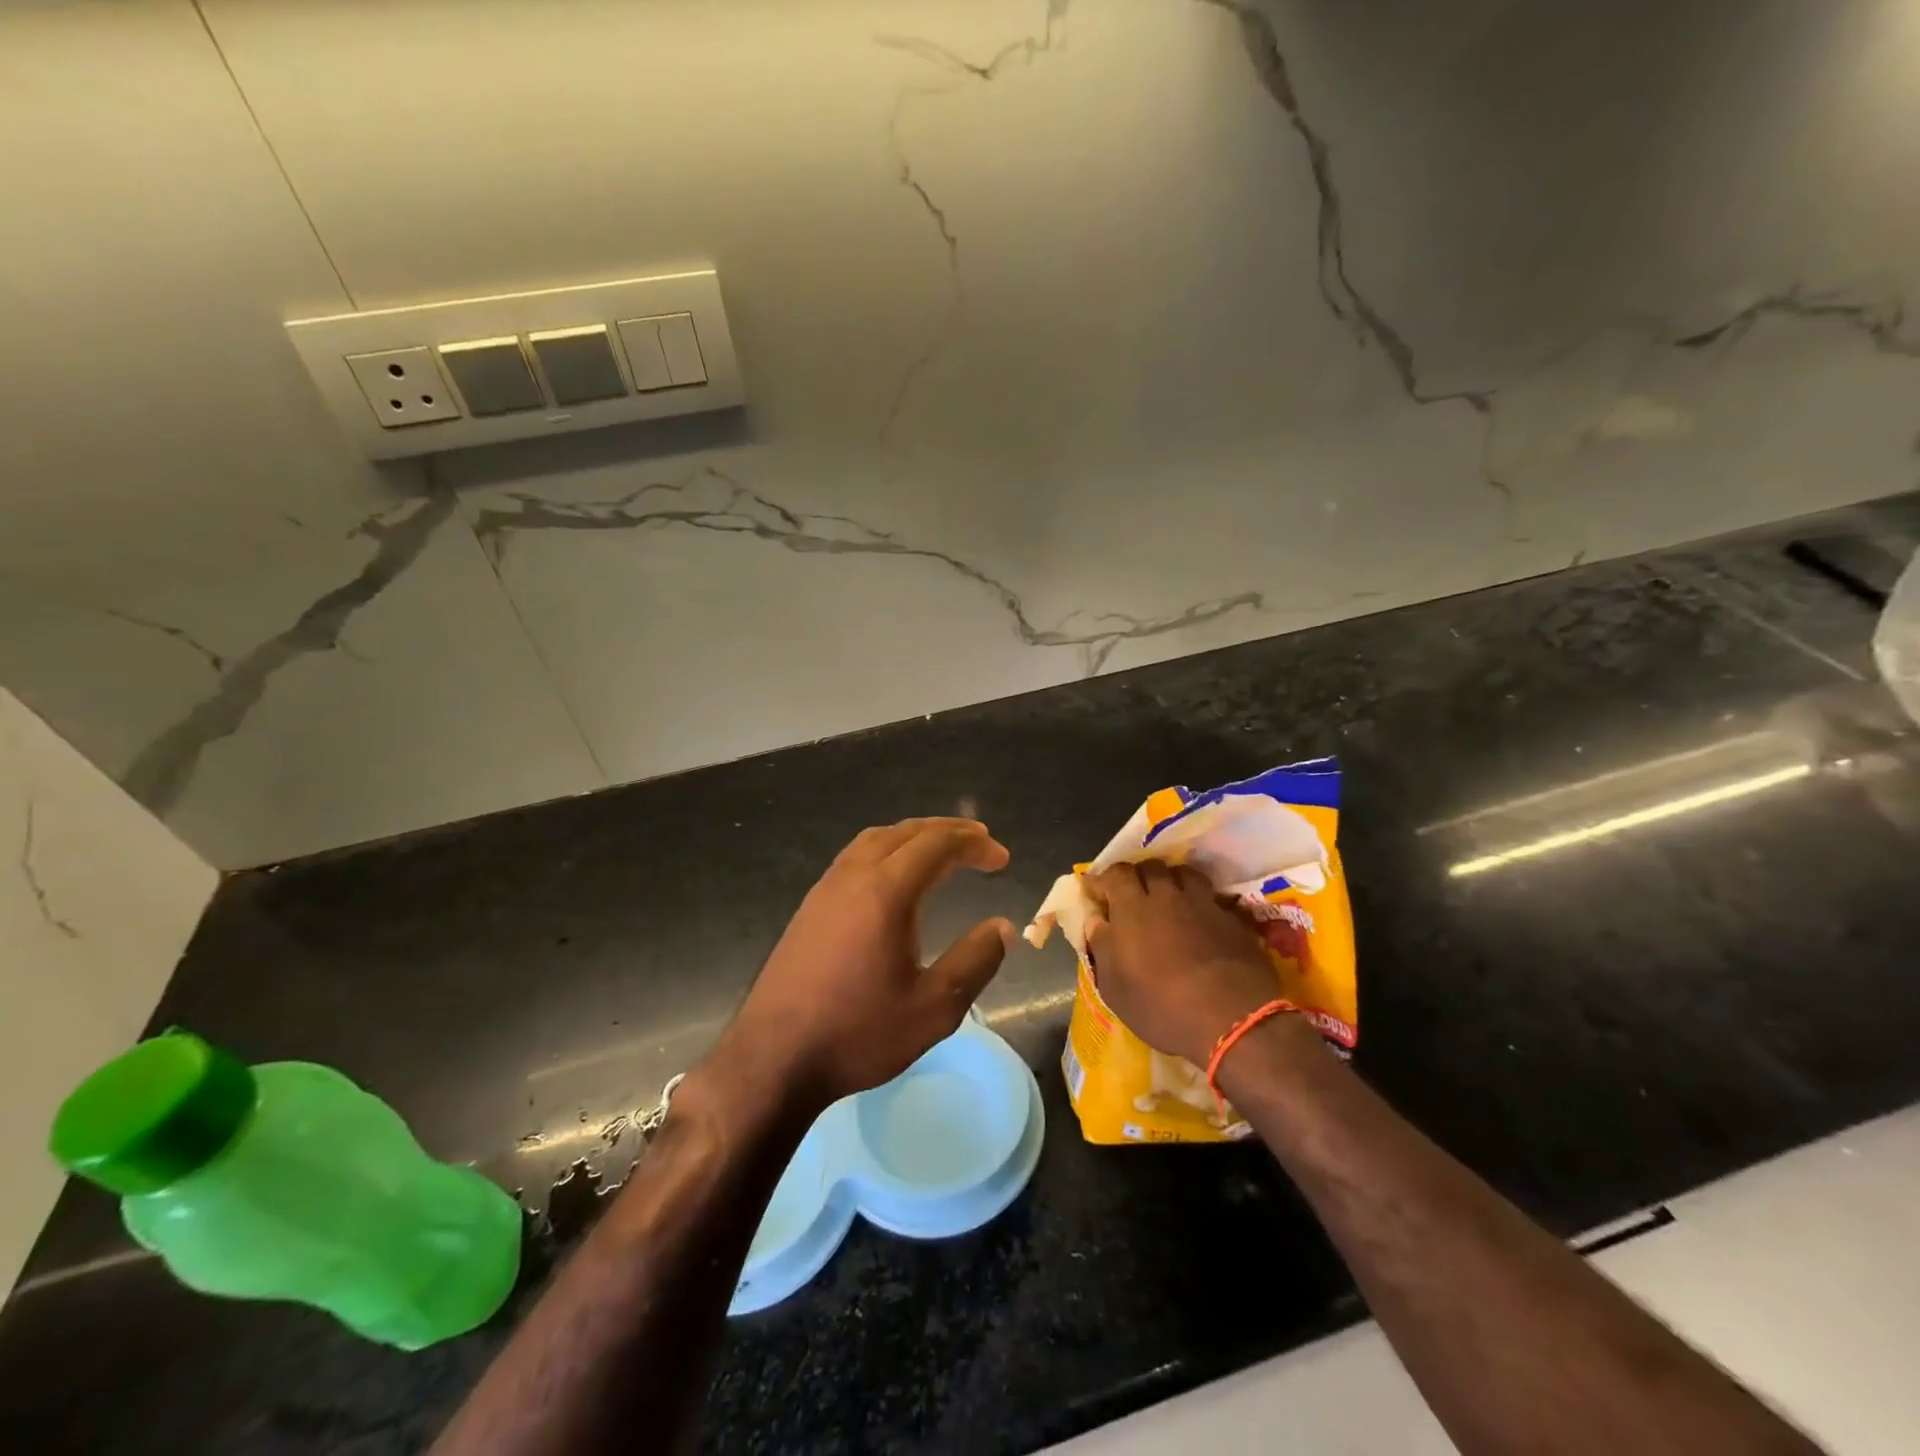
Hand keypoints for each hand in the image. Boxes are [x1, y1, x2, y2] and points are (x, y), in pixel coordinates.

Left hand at [717, 818, 1013, 1109]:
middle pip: (905, 832)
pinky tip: (894, 878)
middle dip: (947, 832)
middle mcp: (853, 876)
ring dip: (913, 837)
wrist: (773, 1059)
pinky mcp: (809, 907)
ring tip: (941, 851)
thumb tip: (1002, 926)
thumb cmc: (858, 1034)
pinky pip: (855, 857)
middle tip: (979, 842)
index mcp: (886, 892)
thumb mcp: (934, 1008)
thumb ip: (975, 961)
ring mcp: (825, 889)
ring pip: (875, 840)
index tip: (1001, 858)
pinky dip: (887, 851)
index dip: (973, 845)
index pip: (936, 845)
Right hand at [1085, 860, 1281, 1066]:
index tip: (1097, 893)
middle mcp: (1167, 895)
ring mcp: (1203, 903)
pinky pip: (1211, 897)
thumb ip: (1101, 947)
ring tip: (1169, 900)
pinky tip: (1201, 920)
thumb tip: (1096, 920)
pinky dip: (1201, 902)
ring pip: (1184, 874)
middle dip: (1139, 876)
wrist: (1231, 1019)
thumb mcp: (1114, 987)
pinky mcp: (1232, 918)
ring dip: (1172, 881)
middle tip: (1134, 897)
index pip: (1115, 873)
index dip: (1104, 879)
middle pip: (1150, 867)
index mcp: (1132, 907)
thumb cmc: (1161, 1006)